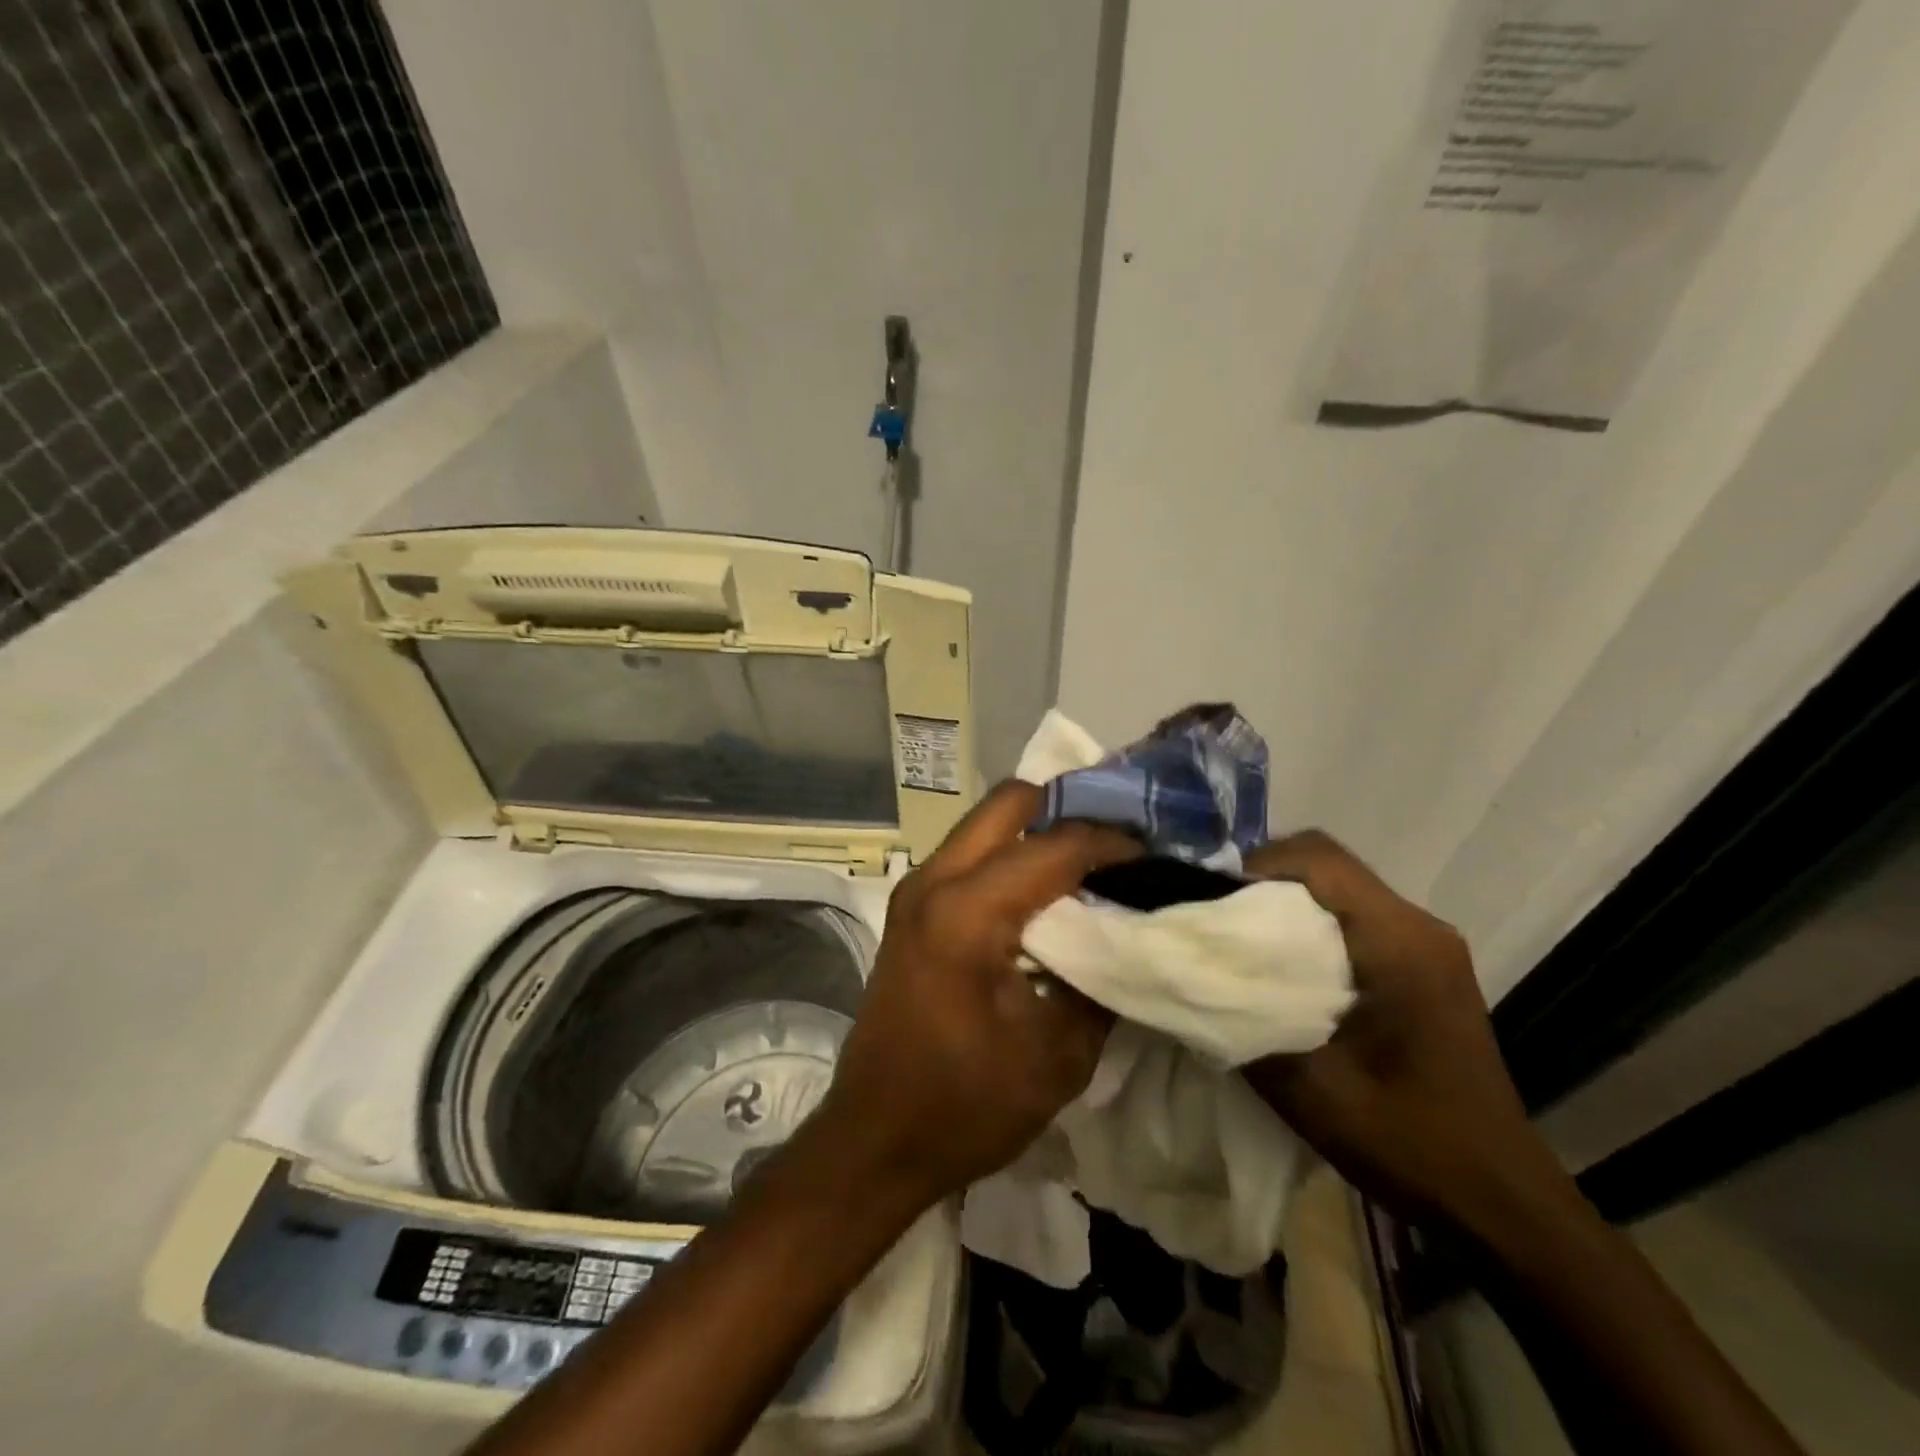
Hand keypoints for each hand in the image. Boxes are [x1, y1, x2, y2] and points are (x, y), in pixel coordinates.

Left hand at [811, 782, 1139, 1208]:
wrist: (876, 1138)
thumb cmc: (965, 1106)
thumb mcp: (1058, 1055)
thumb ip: (1102, 980)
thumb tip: (1132, 933)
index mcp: (966, 912)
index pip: (1055, 846)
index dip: (1112, 844)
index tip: (1155, 855)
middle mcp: (934, 881)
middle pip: (1009, 801)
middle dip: (1069, 809)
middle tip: (1118, 843)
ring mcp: (916, 888)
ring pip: (987, 822)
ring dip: (1039, 829)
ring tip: (1091, 861)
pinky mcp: (912, 907)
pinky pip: (971, 852)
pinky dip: (1013, 853)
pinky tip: (1048, 888)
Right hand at [1240, 831, 1562, 1226]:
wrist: (1499, 1202)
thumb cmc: (1409, 1142)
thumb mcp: (1310, 1088)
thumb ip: (1245, 1021)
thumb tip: (1187, 978)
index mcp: (1400, 942)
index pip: (1319, 859)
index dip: (1255, 865)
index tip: (1210, 902)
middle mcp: (1418, 927)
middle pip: (1326, 867)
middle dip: (1261, 883)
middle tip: (1214, 922)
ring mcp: (1425, 946)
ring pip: (1336, 891)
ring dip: (1283, 906)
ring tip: (1237, 945)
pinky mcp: (1422, 967)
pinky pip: (1352, 919)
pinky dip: (1307, 929)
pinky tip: (1280, 971)